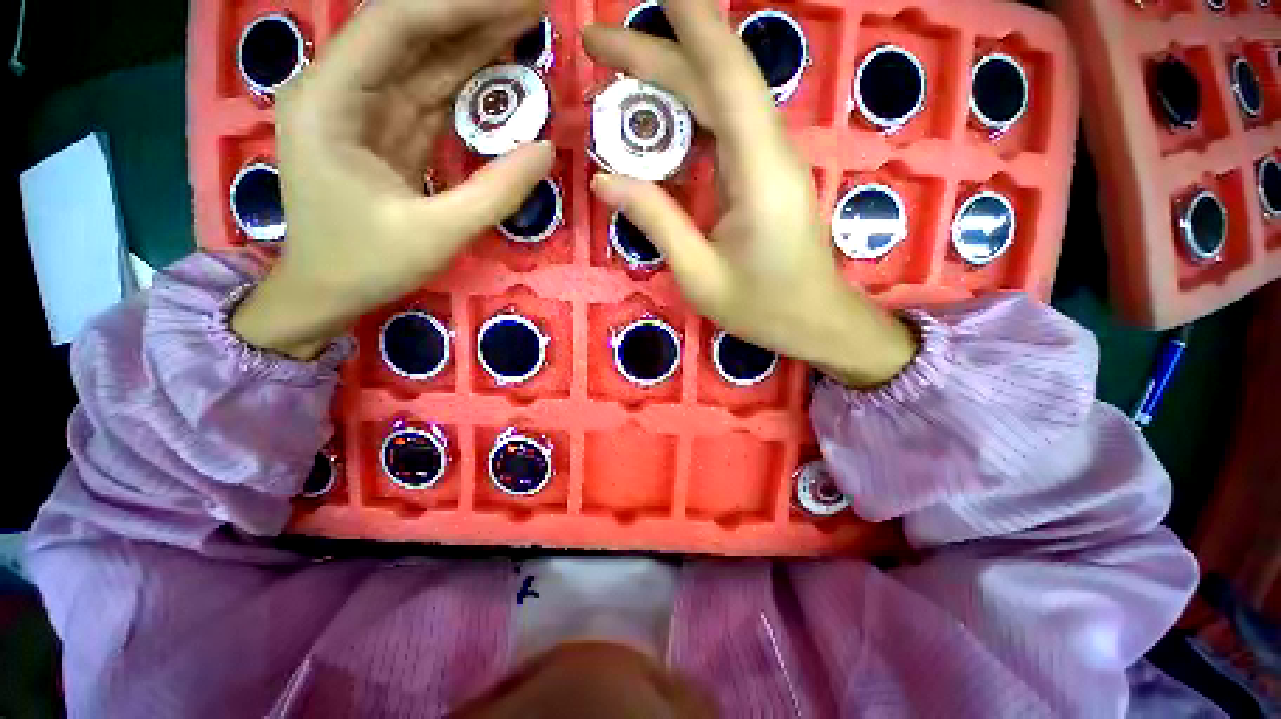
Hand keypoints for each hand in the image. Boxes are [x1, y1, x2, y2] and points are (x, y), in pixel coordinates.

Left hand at [233, 0, 554, 358]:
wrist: (327, 291)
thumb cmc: (366, 265)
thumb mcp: (435, 234)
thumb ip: (493, 191)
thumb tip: (545, 151)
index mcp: (329, 102)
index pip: (394, 25)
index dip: (458, 6)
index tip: (517, 2)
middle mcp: (340, 89)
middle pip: (410, 30)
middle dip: (473, 12)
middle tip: (533, 4)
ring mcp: (364, 107)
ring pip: (424, 57)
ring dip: (475, 37)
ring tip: (526, 19)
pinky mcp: (387, 128)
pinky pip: (431, 90)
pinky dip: (466, 76)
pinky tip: (500, 61)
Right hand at [582, 0, 914, 386]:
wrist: (815, 322)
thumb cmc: (763, 308)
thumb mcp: (699, 275)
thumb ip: (656, 221)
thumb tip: (604, 178)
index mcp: (759, 173)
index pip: (727, 75)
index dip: (694, 22)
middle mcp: (769, 152)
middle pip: (714, 82)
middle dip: (656, 55)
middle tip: (596, 45)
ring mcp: (769, 162)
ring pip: (718, 103)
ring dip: (668, 82)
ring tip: (616, 74)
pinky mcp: (763, 176)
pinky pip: (722, 132)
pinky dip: (685, 119)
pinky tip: (655, 124)